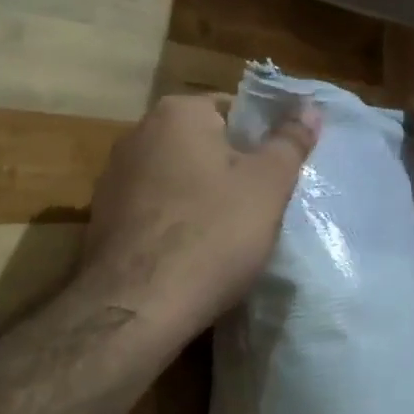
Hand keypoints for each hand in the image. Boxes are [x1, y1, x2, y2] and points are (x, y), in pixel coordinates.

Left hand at [80, 93, 321, 341]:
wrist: (136, 307)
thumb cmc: (212, 234)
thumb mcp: (268, 185)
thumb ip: (290, 141)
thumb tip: (310, 107)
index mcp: (178, 113)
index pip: (233, 108)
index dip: (262, 138)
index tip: (278, 172)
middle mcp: (138, 132)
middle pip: (203, 141)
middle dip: (232, 167)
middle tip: (262, 202)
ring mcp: (114, 176)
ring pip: (177, 175)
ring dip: (203, 194)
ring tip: (230, 231)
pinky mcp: (103, 217)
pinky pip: (155, 206)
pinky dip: (176, 219)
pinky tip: (193, 251)